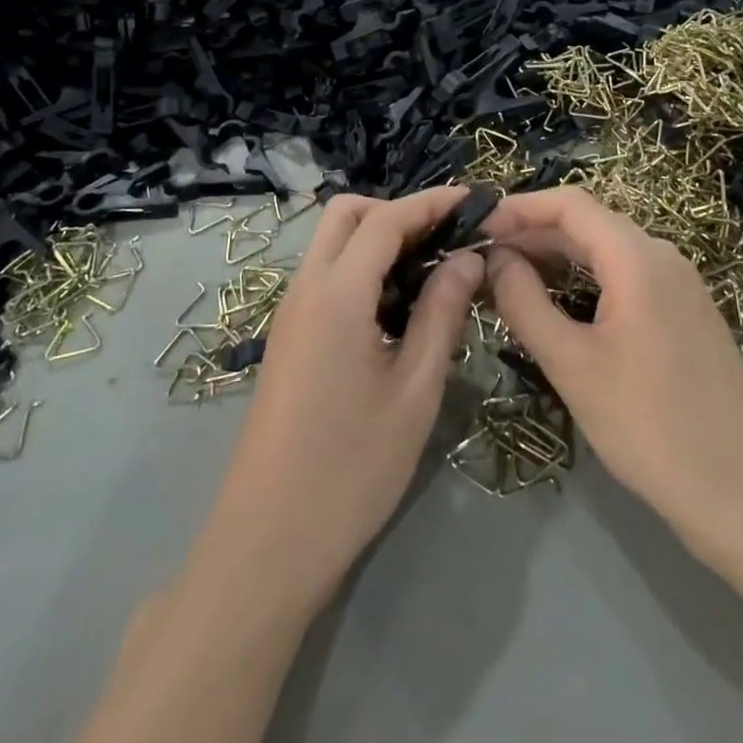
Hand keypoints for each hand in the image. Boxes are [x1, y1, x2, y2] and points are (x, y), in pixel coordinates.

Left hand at [194, 188, 483, 611]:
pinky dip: (362, 269)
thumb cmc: (352, 468)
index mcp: (336, 294)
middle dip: (397, 211)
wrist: (268, 542)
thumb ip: (441, 313)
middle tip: (446, 239)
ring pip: (332, 245)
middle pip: (347, 215)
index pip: (385, 219)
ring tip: (431, 271)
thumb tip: (469, 258)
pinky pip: (326, 277)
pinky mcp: (288, 339)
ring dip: (378, 240)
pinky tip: (397, 307)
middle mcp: (305, 289)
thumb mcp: (414, 389)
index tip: (475, 199)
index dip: (431, 202)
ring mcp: (290, 314)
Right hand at [483, 189, 742, 575]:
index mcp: (638, 257)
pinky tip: (557, 307)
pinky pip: (626, 280)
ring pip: (606, 254)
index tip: (476, 229)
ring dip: (556, 259)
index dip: (519, 208)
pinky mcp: (685, 317)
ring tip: (508, 281)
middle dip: (532, 235)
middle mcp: (663, 258)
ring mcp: (680, 287)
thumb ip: (525, 303)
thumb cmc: (652, 427)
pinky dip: (584, 282)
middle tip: (482, 260)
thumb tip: (495, 259)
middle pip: (588, 225)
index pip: (570, 204)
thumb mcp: (573, 365)